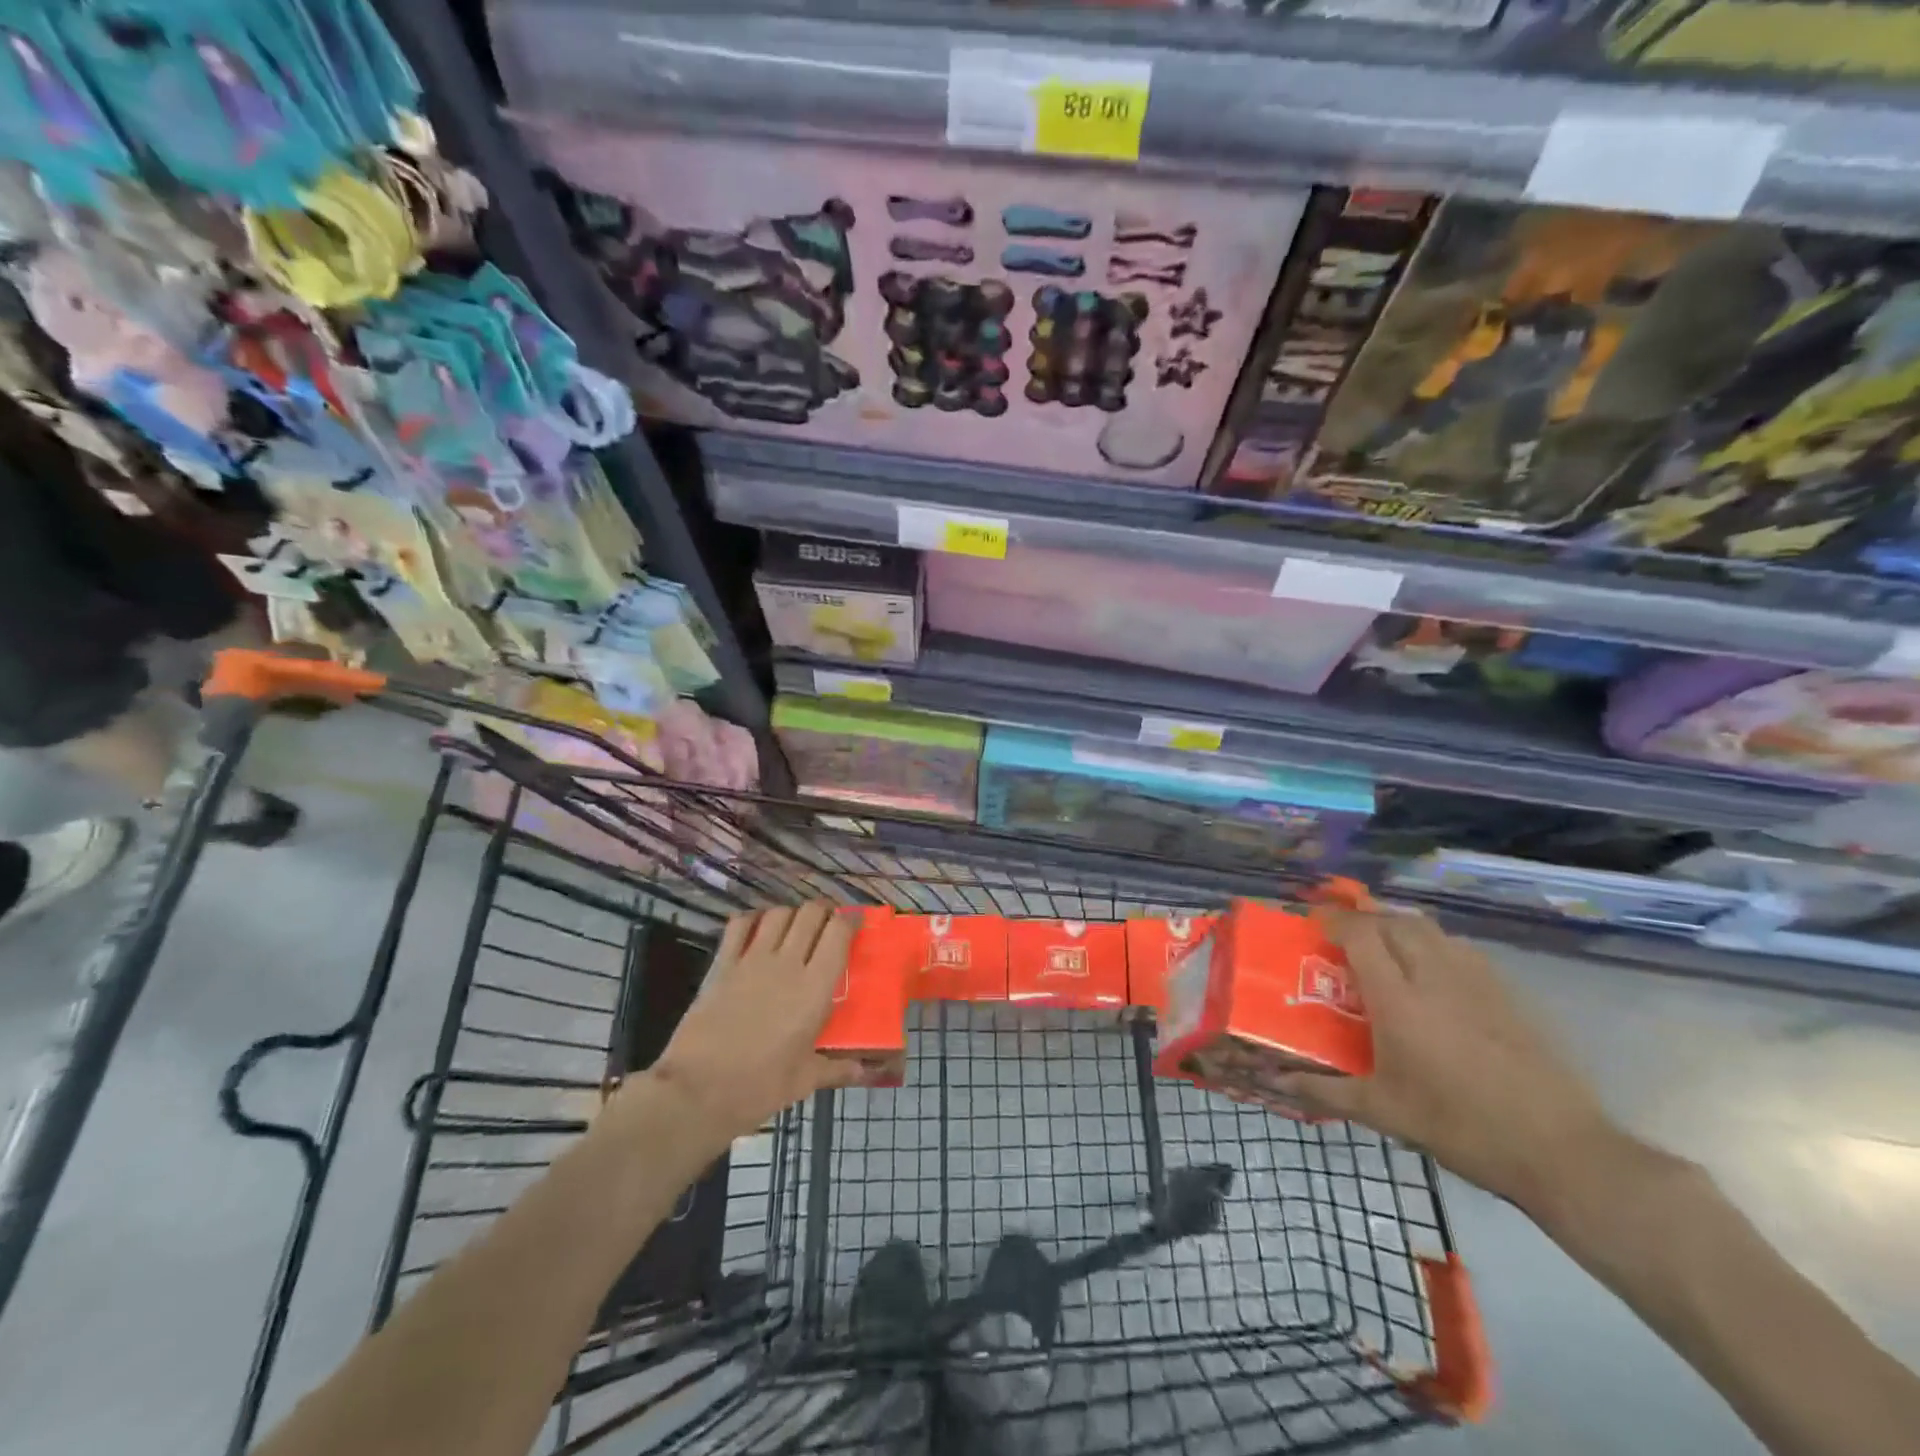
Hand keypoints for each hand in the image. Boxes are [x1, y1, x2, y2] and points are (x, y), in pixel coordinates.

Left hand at [644, 902, 863, 1140]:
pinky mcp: (723, 965)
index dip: (850, 920)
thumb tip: (864, 1072)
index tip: (856, 922)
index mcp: (814, 988)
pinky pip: (740, 925)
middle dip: (825, 911)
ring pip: (779, 913)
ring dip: (792, 914)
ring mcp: (752, 960)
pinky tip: (758, 928)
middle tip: (829, 923)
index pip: (838, 933)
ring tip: (796, 926)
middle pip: (811, 914)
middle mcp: (787, 963)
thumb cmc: (759, 1087)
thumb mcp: (804, 1080)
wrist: (697, 1090)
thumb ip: (837, 1068)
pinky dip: (753, 919)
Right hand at [1275, 906, 1623, 1212]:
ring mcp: (1476, 983)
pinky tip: (1432, 971)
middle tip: (1345, 934)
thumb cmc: (1460, 1127)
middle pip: (1395, 922)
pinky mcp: (1507, 995)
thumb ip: (1327, 1091)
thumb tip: (1280, 1083)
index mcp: (1399, 1000)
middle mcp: (1434, 978)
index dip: (1335, 921)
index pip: (1361, 936)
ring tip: (1384, 944)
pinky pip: (1460, 949)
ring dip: (1400, 925)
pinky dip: (1434, 944)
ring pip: (1431, 930)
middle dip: (1366, 918)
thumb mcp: (1385, 1112)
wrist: (1560, 1150)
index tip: (1315, 923)